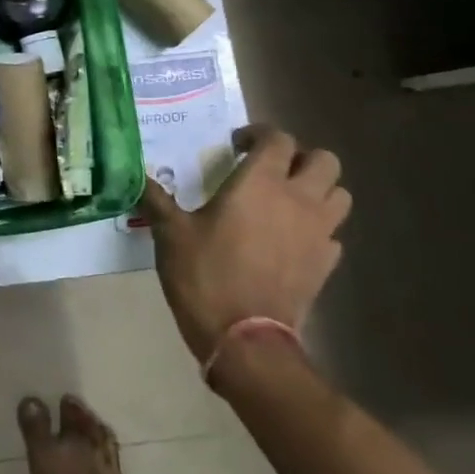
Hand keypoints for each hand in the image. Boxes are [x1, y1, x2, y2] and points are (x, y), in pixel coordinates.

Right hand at [137, 125, 350, 367]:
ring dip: (318, 191)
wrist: (244, 338)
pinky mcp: (326, 265)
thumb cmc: (205, 274)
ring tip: (286, 202)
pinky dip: (318, 229)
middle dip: (300, 158)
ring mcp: (318, 233)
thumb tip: (135, 177)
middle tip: (269, 171)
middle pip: (324, 161)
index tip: (236, 146)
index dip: (259, 135)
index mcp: (260, 183)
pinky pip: (334, 234)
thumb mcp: (170, 233)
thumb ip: (156, 199)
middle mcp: (298, 200)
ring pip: (339, 195)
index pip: (278, 139)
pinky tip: (291, 240)